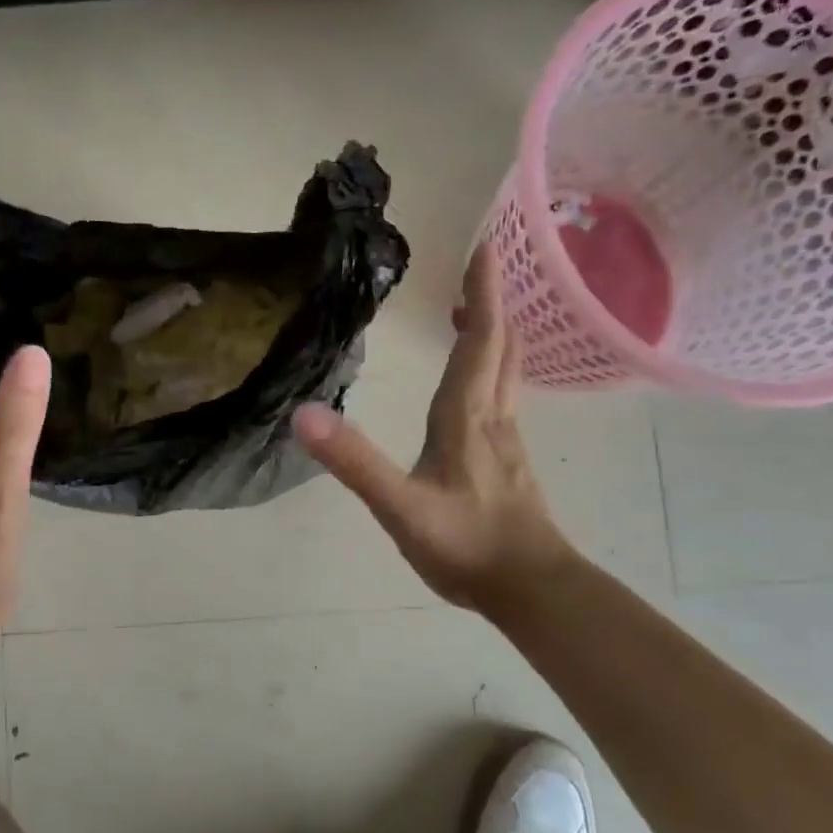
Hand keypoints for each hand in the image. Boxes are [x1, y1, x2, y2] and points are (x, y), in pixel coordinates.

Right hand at [292, 241, 579, 619]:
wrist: (529, 588)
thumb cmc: (465, 545)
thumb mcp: (399, 506)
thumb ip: (354, 462)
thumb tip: (303, 415)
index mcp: (465, 416)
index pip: (480, 339)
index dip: (484, 292)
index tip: (485, 245)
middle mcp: (492, 416)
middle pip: (502, 345)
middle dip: (493, 301)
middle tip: (480, 265)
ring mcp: (507, 439)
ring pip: (510, 370)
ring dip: (497, 332)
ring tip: (476, 311)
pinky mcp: (510, 462)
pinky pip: (506, 396)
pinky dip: (496, 368)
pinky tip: (482, 383)